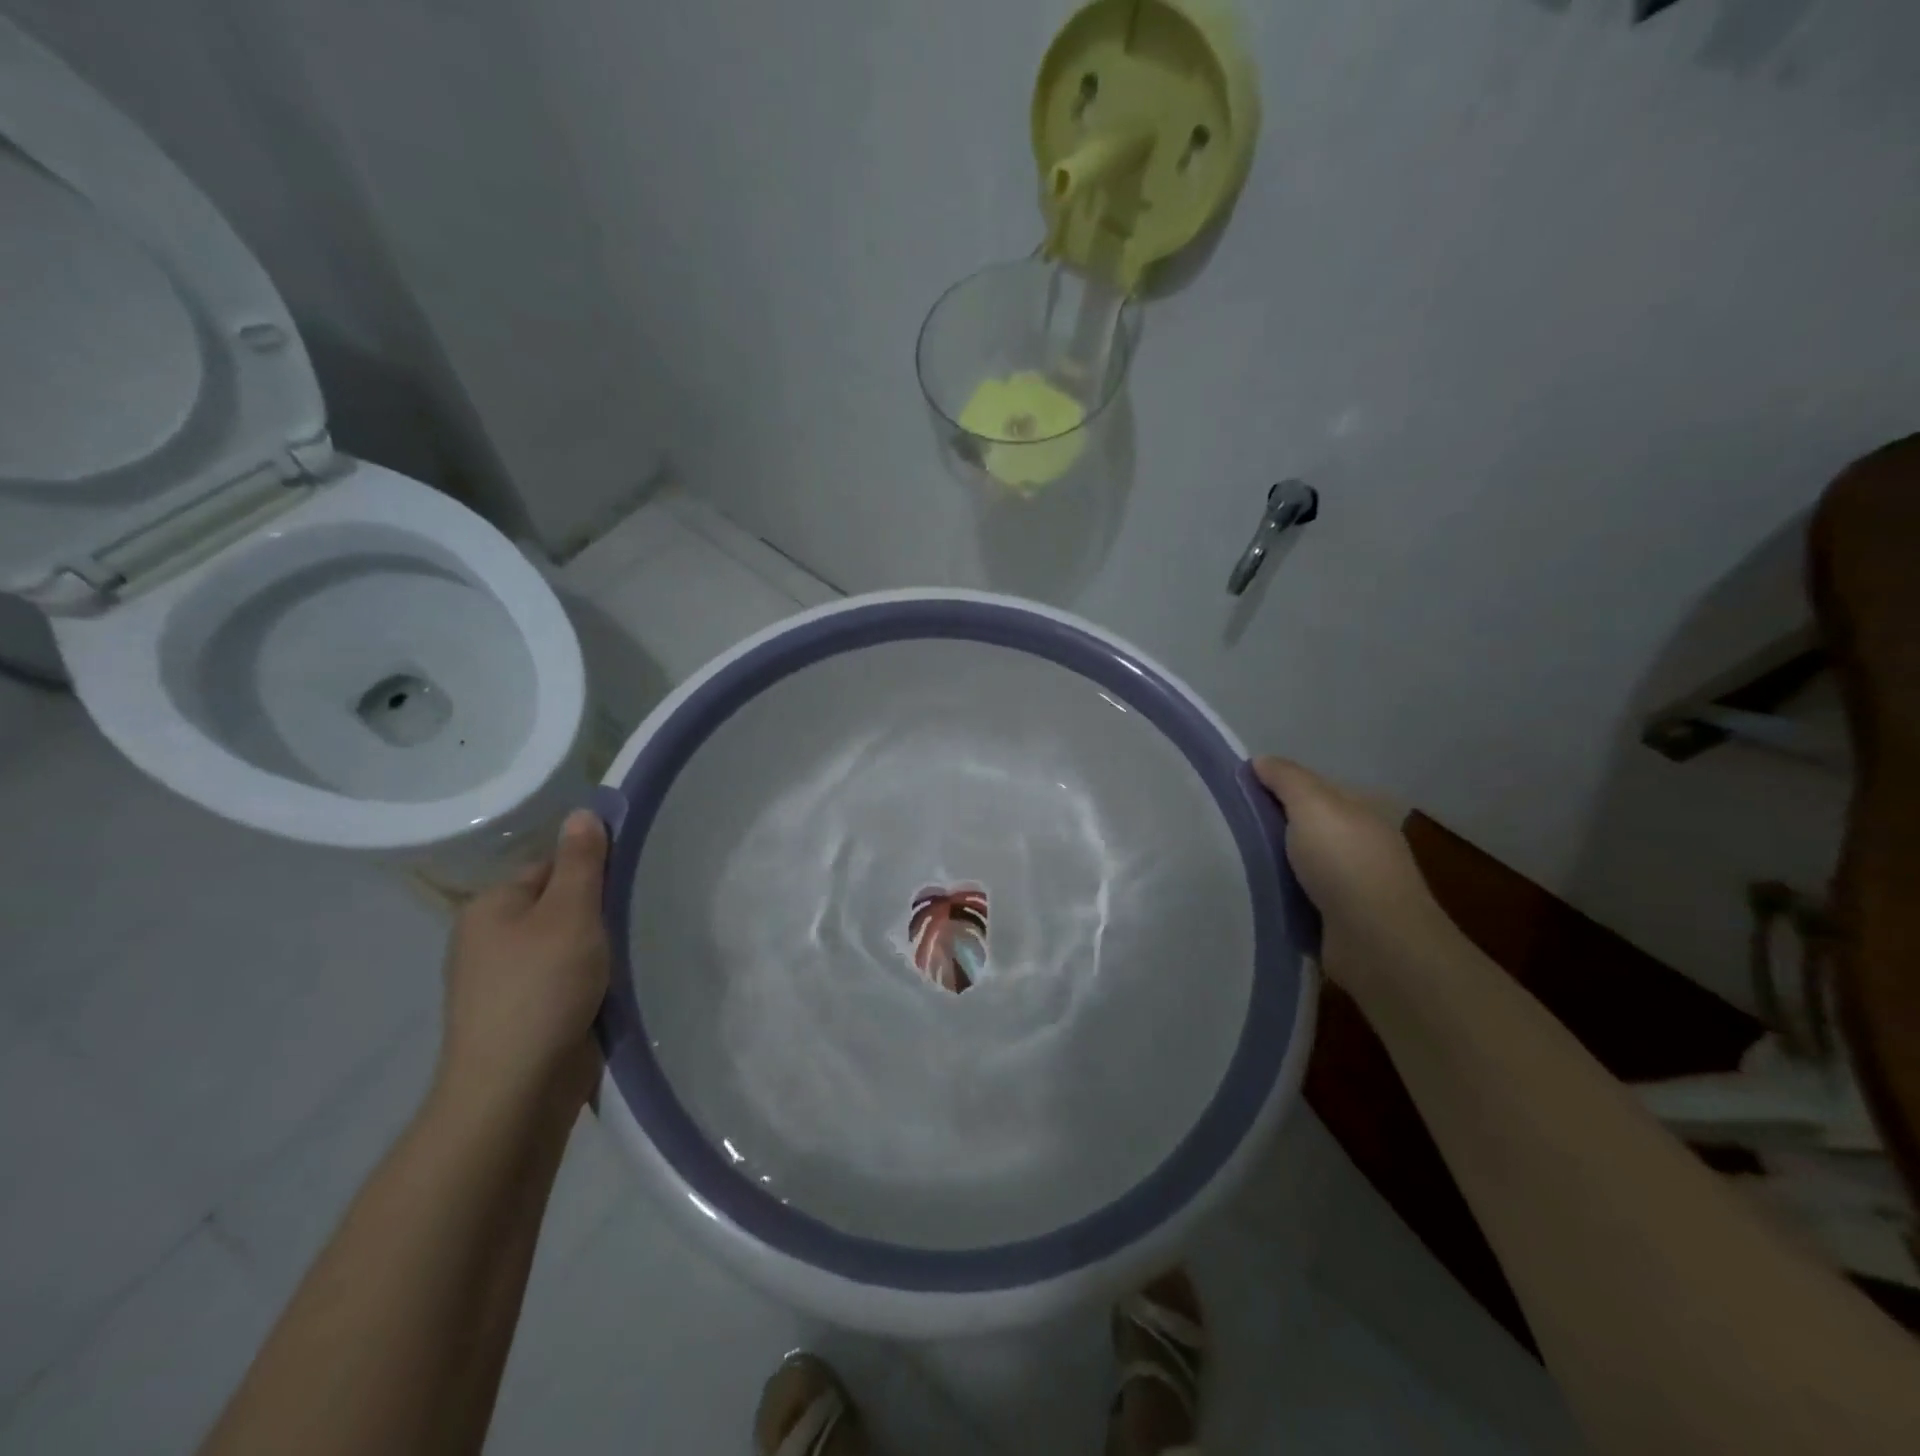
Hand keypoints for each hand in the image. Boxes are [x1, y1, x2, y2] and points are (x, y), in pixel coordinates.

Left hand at [435, 809, 611, 1116]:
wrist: (515, 1090)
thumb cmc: (542, 988)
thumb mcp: (570, 913)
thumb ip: (581, 862)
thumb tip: (583, 812)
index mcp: (490, 907)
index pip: (549, 866)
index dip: (592, 869)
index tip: (630, 881)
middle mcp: (489, 940)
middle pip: (558, 906)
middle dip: (598, 911)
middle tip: (638, 916)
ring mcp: (503, 983)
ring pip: (565, 946)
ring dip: (598, 949)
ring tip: (633, 950)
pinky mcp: (523, 1016)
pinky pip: (564, 981)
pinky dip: (590, 980)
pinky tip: (615, 986)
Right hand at [1252, 757, 1464, 1003]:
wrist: (1377, 942)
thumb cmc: (1346, 863)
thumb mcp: (1313, 805)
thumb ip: (1286, 778)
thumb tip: (1260, 761)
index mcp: (1361, 810)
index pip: (1311, 788)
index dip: (1275, 786)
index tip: (1235, 793)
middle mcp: (1359, 842)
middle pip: (1303, 826)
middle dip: (1270, 826)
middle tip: (1225, 828)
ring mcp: (1351, 883)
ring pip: (1298, 862)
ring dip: (1272, 863)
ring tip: (1229, 862)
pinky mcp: (1338, 918)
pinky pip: (1298, 895)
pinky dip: (1279, 894)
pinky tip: (1253, 894)